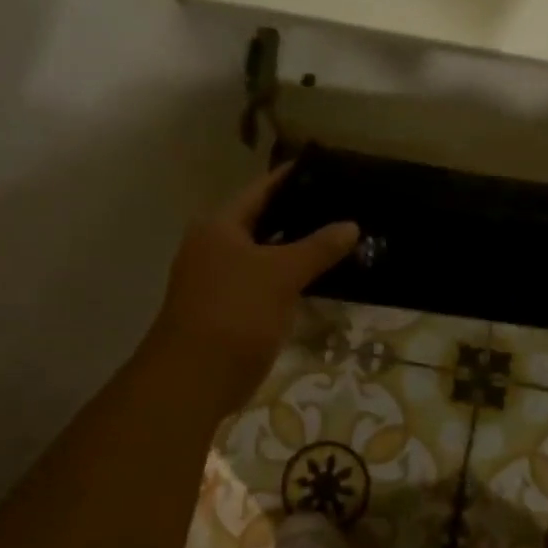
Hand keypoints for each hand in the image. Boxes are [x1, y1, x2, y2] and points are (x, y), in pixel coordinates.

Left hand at [141, 166, 358, 409]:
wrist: (195, 378)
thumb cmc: (236, 311)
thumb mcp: (282, 273)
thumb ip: (318, 247)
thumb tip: (351, 225)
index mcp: (220, 226)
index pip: (262, 189)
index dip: (294, 178)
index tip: (329, 169)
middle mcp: (215, 246)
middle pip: (264, 221)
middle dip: (302, 215)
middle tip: (345, 205)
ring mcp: (221, 278)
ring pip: (267, 254)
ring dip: (299, 249)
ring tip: (341, 237)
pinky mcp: (231, 308)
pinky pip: (267, 282)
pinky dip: (291, 277)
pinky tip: (321, 277)